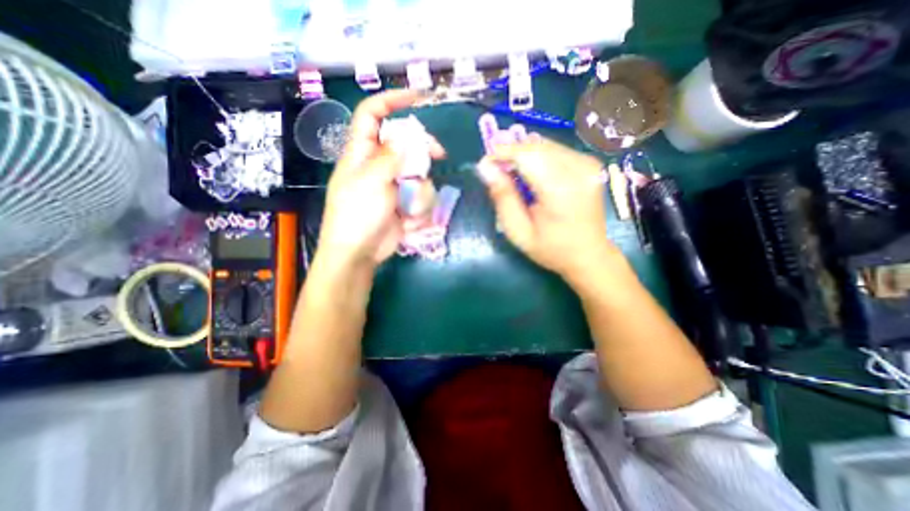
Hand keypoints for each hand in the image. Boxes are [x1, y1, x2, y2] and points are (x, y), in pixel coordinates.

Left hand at [317, 91, 447, 273]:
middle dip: (424, 151)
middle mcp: (379, 165)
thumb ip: (391, 156)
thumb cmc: (357, 215)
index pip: (372, 115)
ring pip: (420, 176)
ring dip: (420, 194)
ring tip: (410, 210)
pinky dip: (419, 211)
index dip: (391, 101)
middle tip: (440, 155)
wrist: (359, 253)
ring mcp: (394, 186)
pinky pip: (421, 198)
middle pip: (407, 145)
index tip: (418, 98)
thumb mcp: (371, 181)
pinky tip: (409, 223)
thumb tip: (407, 136)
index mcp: (363, 153)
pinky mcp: (404, 204)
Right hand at [477, 136, 619, 282]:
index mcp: (560, 190)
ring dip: (524, 155)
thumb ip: (502, 197)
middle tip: (498, 173)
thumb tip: (485, 167)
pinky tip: (534, 176)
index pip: (526, 154)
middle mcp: (578, 169)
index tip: (485, 165)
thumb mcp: (518, 231)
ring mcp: (588, 163)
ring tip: (515, 177)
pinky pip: (556, 150)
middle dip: (511, 154)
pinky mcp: (590, 163)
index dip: (502, 154)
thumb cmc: (550, 248)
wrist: (588, 254)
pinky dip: (539, 158)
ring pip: (545, 145)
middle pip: (535, 146)